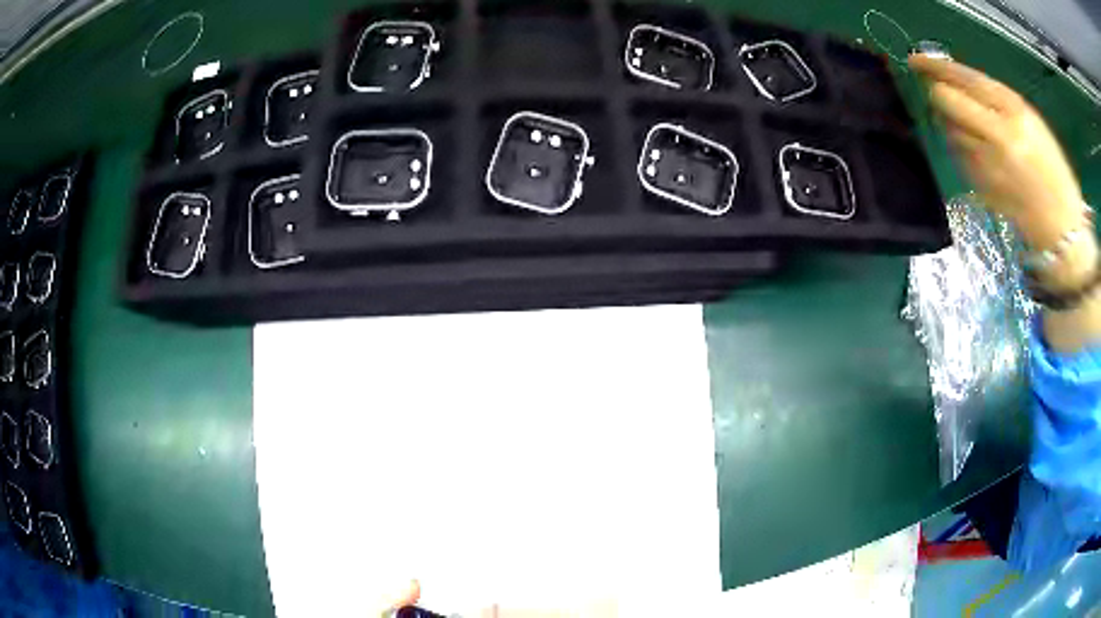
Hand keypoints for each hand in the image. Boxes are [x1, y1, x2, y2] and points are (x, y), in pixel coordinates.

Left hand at [908, 54, 1085, 250]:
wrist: (1062, 227)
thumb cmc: (1053, 168)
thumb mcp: (1030, 120)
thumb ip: (996, 100)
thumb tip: (959, 83)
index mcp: (1014, 110)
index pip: (966, 79)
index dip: (936, 67)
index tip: (915, 60)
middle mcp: (999, 134)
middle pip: (948, 102)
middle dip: (936, 93)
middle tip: (936, 90)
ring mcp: (989, 164)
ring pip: (949, 130)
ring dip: (947, 121)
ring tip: (963, 122)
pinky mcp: (983, 188)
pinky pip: (959, 156)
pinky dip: (958, 146)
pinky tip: (973, 149)